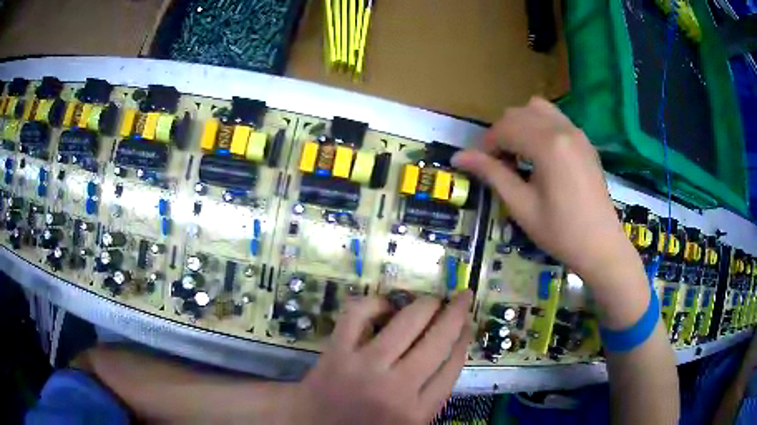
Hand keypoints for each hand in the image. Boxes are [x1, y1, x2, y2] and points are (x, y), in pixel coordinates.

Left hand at [290, 291, 472, 424]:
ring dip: (425, 304)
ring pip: (407, 321)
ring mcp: (364, 367)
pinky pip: (360, 313)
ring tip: (430, 300)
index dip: (465, 338)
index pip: (452, 366)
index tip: (468, 322)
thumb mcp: (408, 423)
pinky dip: (376, 302)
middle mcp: (396, 389)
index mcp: (417, 412)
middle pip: (438, 340)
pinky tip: (384, 306)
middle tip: (460, 298)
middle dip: (455, 312)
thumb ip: (431, 395)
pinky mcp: (337, 351)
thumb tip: (452, 348)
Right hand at [452, 98, 639, 285]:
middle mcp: (562, 129)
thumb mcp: (521, 206)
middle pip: (519, 113)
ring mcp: (577, 133)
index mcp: (547, 145)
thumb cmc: (560, 232)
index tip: (479, 165)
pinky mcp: (585, 141)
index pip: (504, 128)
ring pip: (538, 109)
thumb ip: (492, 174)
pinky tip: (541, 154)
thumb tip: (458, 156)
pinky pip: (556, 118)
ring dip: (521, 124)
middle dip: (501, 133)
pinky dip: (540, 126)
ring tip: (519, 153)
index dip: (486, 144)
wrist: (601, 246)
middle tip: (498, 163)